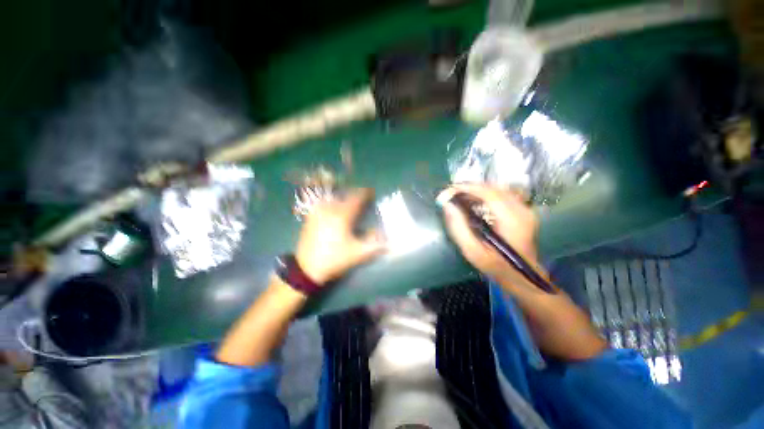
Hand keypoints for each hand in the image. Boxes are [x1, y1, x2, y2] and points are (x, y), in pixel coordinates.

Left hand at [295, 188, 385, 283]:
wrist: (306, 269)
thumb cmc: (334, 259)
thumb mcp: (358, 254)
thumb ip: (375, 246)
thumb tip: (388, 240)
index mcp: (342, 216)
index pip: (356, 199)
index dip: (365, 193)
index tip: (372, 192)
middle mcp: (330, 210)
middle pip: (345, 196)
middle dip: (355, 195)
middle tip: (363, 198)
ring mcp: (318, 213)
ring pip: (333, 199)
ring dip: (343, 198)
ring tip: (350, 203)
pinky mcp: (310, 219)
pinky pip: (323, 205)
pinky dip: (332, 203)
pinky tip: (334, 209)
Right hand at [438, 184, 538, 281]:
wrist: (521, 275)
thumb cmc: (496, 266)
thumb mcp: (472, 252)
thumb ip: (458, 228)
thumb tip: (447, 205)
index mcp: (513, 220)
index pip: (489, 194)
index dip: (466, 188)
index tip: (447, 191)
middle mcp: (522, 210)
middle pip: (493, 188)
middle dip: (469, 187)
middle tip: (450, 194)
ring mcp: (525, 208)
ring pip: (497, 188)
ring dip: (476, 190)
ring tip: (459, 197)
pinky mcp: (523, 209)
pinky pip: (501, 193)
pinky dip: (485, 193)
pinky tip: (473, 200)